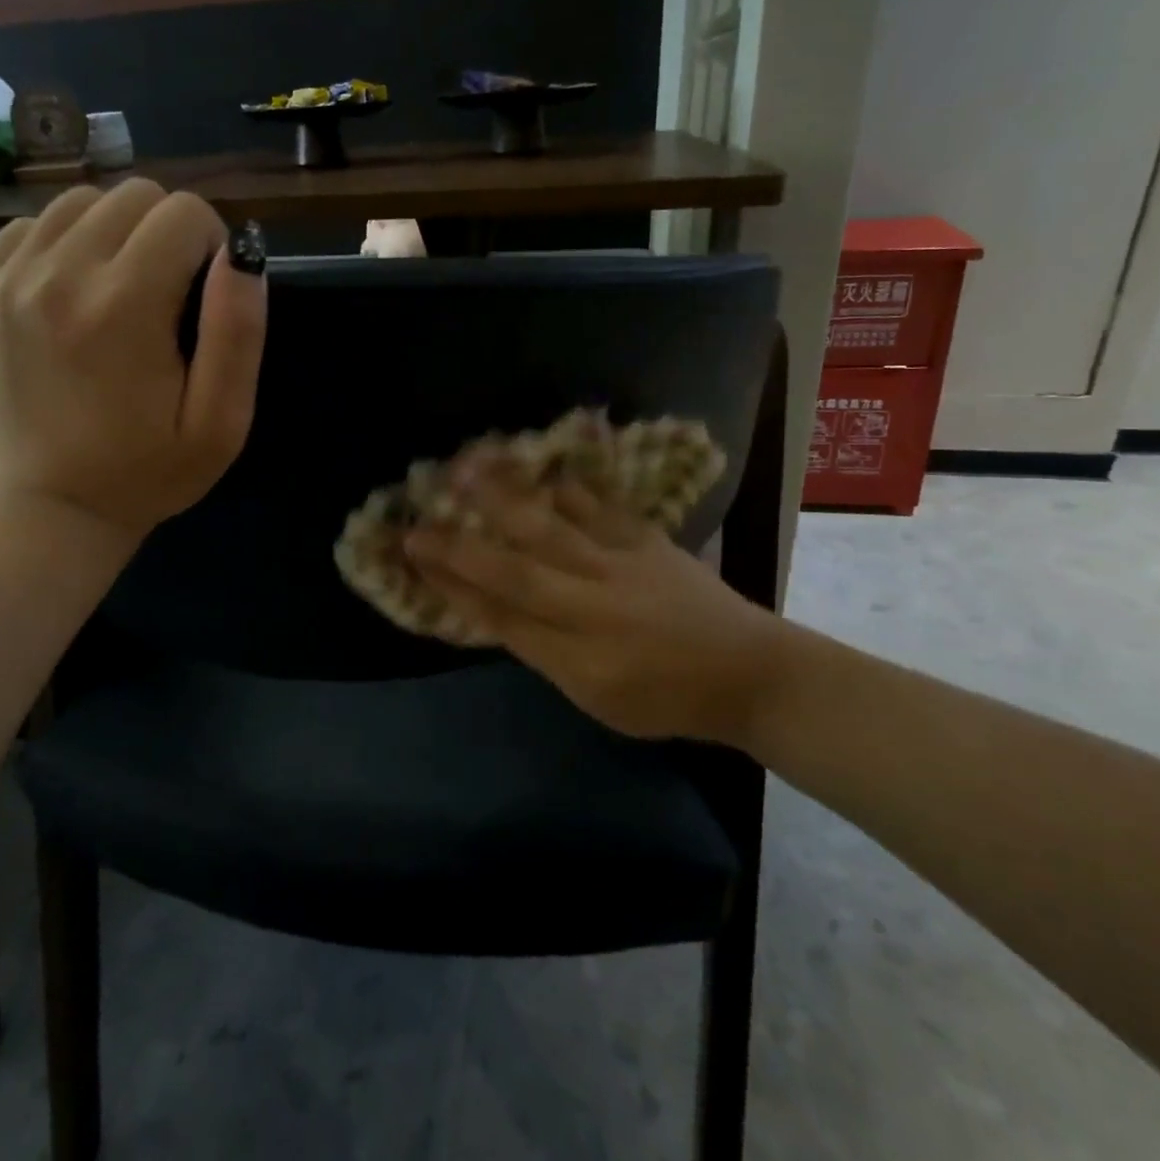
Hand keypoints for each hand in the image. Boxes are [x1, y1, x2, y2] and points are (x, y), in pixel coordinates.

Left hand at [0, 180, 267, 539]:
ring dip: (118, 230)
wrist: (55, 506)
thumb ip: (238, 332)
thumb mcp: (222, 421)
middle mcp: (61, 274)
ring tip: (127, 285)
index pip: (184, 213)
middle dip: (169, 231)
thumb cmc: (151, 469)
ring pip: (82, 200)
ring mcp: (11, 279)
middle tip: (172, 292)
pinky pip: (31, 225)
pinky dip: (65, 240)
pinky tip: (78, 286)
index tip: (206, 295)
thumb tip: (241, 253)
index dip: (213, 245)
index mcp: (126, 306)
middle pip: (134, 195)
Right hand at [403, 455, 788, 743]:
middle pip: (516, 566)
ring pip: (552, 524)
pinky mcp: (645, 537)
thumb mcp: (594, 697)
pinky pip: (597, 504)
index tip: (411, 554)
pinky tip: (535, 464)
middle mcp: (593, 603)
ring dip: (505, 494)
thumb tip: (487, 606)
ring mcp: (622, 563)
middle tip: (418, 510)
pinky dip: (562, 483)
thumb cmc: (664, 698)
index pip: (499, 613)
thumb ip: (539, 650)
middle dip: (461, 541)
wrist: (748, 671)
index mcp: (577, 653)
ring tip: (467, 463)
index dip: (451, 582)